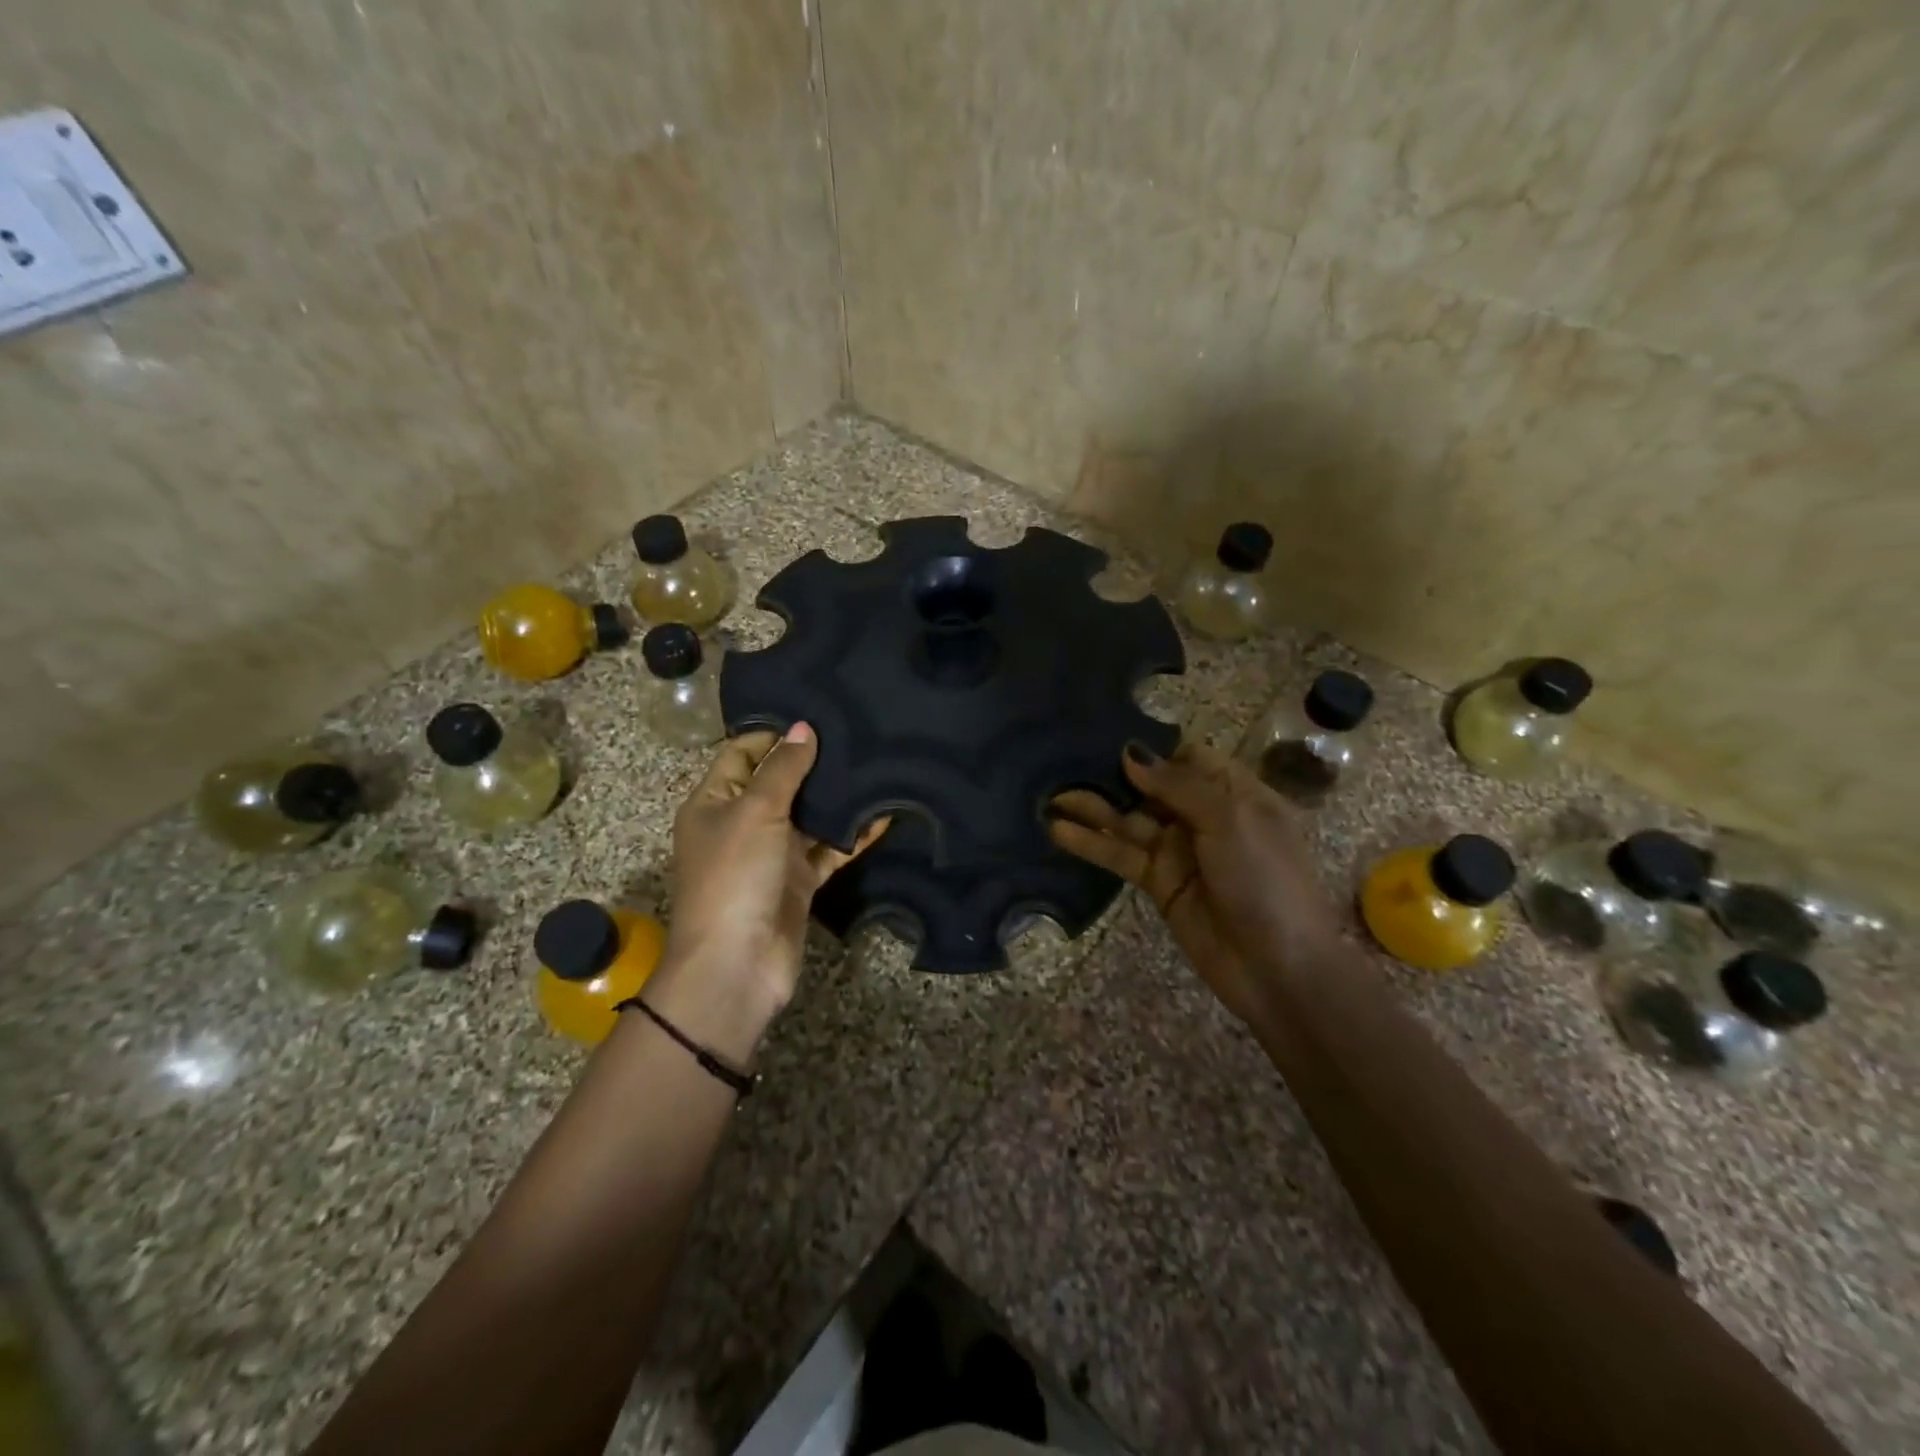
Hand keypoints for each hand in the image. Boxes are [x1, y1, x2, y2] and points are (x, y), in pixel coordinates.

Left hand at [663, 724, 887, 1027]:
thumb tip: (804, 727)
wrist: (737, 965)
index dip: (773, 733)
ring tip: (874, 764)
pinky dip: (852, 836)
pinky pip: (828, 850)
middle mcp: (741, 824)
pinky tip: (883, 816)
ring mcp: (772, 854)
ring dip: (835, 798)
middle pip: (778, 782)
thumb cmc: (734, 877)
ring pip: (808, 816)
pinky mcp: (798, 881)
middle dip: (812, 762)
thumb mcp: (755, 812)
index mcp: (714, 802)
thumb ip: (783, 770)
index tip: (816, 713)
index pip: (741, 753)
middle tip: (855, 732)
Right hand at [1049, 741, 1341, 1027]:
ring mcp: (1178, 850)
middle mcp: (1204, 815)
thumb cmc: (1265, 880)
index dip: (1151, 746)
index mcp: (1235, 792)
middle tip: (1062, 759)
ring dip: (1092, 807)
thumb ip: (1178, 785)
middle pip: (1150, 785)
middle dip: (1111, 773)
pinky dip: (1091, 843)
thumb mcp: (1230, 820)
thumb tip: (1130, 753)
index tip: (1106, 733)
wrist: (1279, 969)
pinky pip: (1120, 855)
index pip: (1187, 756)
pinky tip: (1058, 831)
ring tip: (1048, 794)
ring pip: (1128, 819)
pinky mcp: (1157, 882)